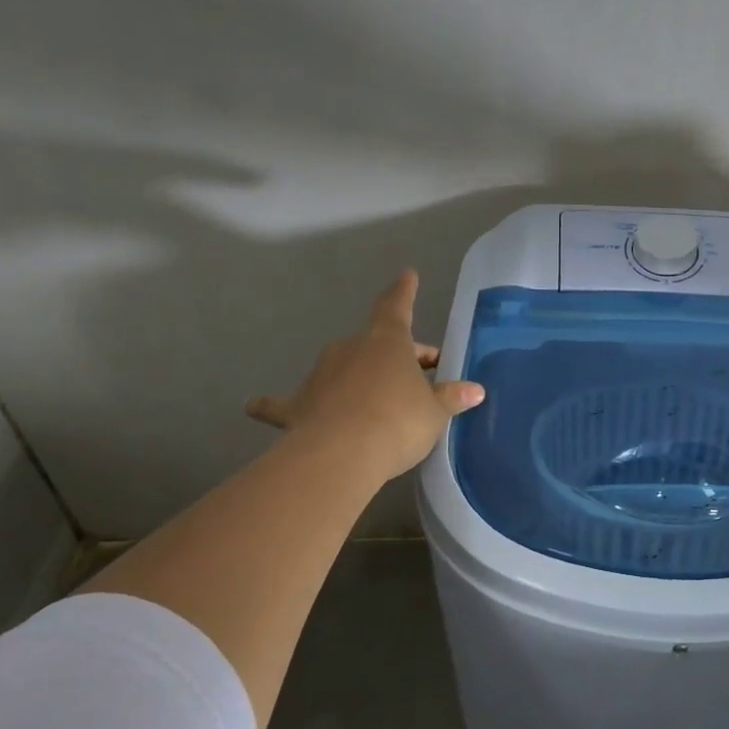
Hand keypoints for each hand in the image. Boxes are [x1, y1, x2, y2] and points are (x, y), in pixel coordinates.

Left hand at [245, 270, 484, 479]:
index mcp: (387, 341)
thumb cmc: (398, 421)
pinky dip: (273, 404)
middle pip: (377, 344)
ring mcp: (320, 374)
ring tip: (376, 404)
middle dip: (399, 357)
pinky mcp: (296, 406)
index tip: (407, 275)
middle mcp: (350, 348)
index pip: (396, 306)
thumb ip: (451, 397)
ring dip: (360, 379)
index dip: (404, 291)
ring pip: (344, 369)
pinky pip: (284, 403)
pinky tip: (252, 406)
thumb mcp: (434, 412)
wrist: (342, 454)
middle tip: (421, 379)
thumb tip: (475, 390)